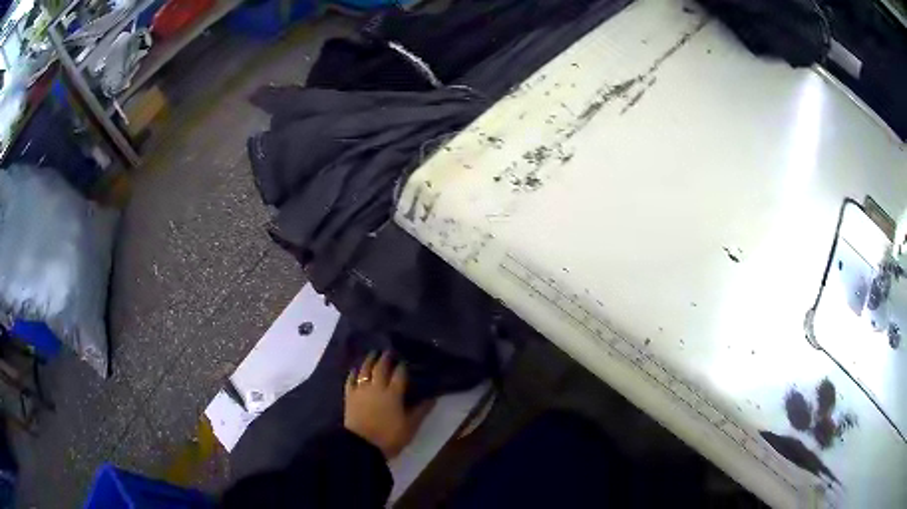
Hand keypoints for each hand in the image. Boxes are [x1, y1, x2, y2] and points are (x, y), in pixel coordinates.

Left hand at [344, 351, 434, 459]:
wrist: (362, 446)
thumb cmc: (389, 437)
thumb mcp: (410, 427)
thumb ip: (421, 411)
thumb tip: (432, 398)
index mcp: (393, 394)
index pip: (399, 374)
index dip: (402, 366)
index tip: (405, 360)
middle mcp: (376, 387)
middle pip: (381, 368)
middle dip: (385, 358)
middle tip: (389, 351)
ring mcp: (361, 390)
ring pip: (365, 370)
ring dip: (369, 360)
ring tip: (373, 354)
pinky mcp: (349, 396)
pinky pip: (350, 380)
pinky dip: (353, 373)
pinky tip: (355, 369)